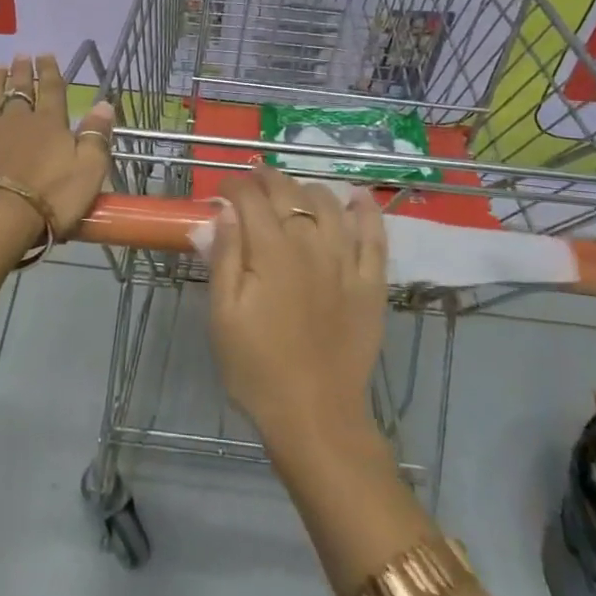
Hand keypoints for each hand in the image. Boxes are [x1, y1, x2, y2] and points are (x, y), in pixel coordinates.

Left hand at [0, 52, 115, 244]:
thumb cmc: (49, 197)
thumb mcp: (89, 169)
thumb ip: (96, 136)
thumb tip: (104, 104)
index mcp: (48, 124)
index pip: (52, 90)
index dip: (50, 71)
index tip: (46, 54)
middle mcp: (15, 122)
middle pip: (19, 91)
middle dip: (21, 72)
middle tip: (20, 55)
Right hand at [206, 167, 388, 446]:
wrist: (315, 415)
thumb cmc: (257, 368)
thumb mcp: (223, 315)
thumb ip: (225, 257)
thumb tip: (225, 211)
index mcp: (271, 252)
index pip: (250, 199)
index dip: (234, 186)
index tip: (222, 189)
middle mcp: (311, 245)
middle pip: (290, 194)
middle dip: (267, 179)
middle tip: (252, 181)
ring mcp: (346, 262)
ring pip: (329, 204)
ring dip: (307, 189)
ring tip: (293, 191)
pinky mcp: (371, 282)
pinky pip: (374, 235)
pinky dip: (366, 210)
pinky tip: (357, 196)